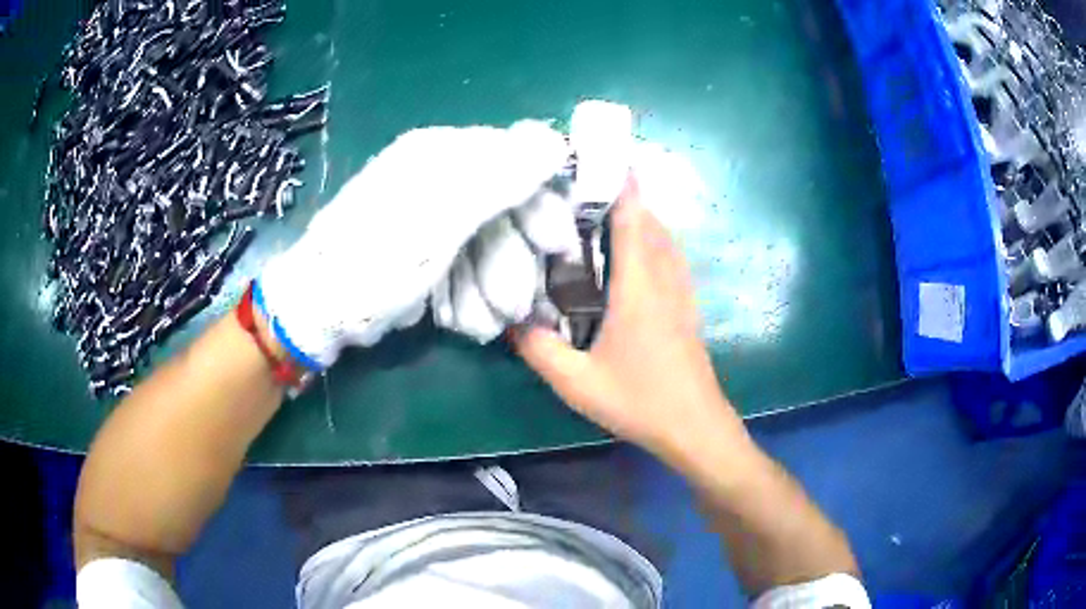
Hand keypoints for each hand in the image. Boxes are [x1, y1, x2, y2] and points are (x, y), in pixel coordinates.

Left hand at [256, 121, 573, 368]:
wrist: (320, 309)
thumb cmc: (376, 261)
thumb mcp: (440, 218)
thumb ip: (499, 177)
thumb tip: (554, 141)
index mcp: (441, 155)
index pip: (516, 162)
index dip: (541, 205)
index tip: (558, 246)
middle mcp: (438, 178)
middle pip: (504, 211)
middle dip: (513, 262)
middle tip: (517, 305)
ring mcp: (431, 218)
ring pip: (487, 246)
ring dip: (491, 289)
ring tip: (480, 323)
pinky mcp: (425, 252)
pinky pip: (464, 267)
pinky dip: (467, 296)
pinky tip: (460, 320)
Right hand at [513, 176, 744, 459]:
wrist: (694, 426)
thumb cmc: (639, 401)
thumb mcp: (576, 383)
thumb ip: (539, 349)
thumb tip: (511, 321)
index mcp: (638, 287)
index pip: (631, 219)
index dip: (619, 184)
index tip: (599, 158)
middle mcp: (664, 279)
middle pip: (649, 220)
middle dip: (623, 195)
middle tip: (586, 186)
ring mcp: (682, 291)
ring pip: (664, 237)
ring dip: (640, 217)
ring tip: (606, 212)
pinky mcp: (688, 306)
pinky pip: (671, 257)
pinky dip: (653, 239)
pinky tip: (634, 252)